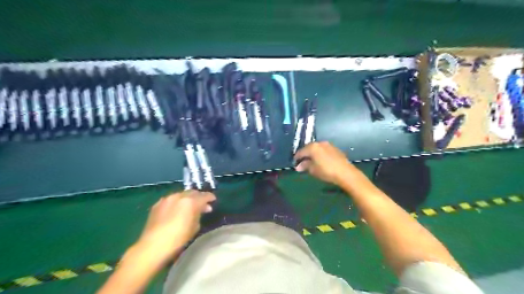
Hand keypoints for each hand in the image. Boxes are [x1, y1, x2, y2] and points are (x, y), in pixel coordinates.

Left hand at [136, 191, 216, 263]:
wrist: (153, 246)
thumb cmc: (178, 239)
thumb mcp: (194, 227)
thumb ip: (199, 214)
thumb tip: (202, 209)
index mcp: (190, 201)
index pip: (204, 195)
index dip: (210, 197)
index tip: (213, 200)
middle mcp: (179, 196)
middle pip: (193, 192)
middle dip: (199, 197)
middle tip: (203, 204)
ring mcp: (167, 199)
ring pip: (181, 194)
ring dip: (187, 199)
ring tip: (190, 206)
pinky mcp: (157, 204)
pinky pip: (171, 199)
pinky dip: (177, 202)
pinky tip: (177, 209)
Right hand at [294, 141, 355, 184]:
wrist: (345, 172)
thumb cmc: (326, 171)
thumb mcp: (313, 170)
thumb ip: (305, 166)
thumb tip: (298, 166)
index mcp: (312, 147)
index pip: (301, 152)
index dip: (296, 158)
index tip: (294, 164)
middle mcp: (320, 143)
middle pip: (308, 148)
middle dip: (305, 155)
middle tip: (302, 163)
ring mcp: (328, 145)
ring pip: (316, 148)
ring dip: (312, 154)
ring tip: (311, 162)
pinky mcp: (335, 148)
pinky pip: (323, 150)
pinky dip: (320, 154)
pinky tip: (320, 161)